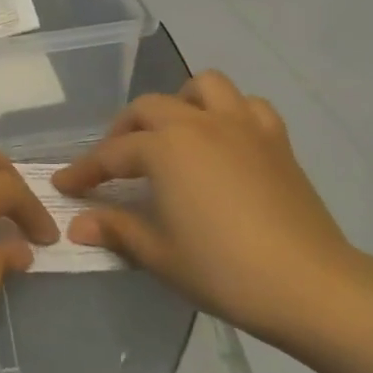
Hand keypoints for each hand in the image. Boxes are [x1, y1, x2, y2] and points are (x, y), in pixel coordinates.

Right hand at [53, 72, 362, 341]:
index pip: (112, 154)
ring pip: (203, 87)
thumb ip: (117, 230)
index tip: (64, 184)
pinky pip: (248, 106)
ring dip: (179, 103)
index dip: (84, 170)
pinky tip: (223, 140)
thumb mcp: (159, 254)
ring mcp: (242, 127)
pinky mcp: (276, 140)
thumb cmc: (223, 270)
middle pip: (149, 109)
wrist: (309, 285)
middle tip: (114, 163)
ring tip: (171, 134)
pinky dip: (229, 112)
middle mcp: (199, 124)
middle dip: (123, 131)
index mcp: (166, 149)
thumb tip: (77, 224)